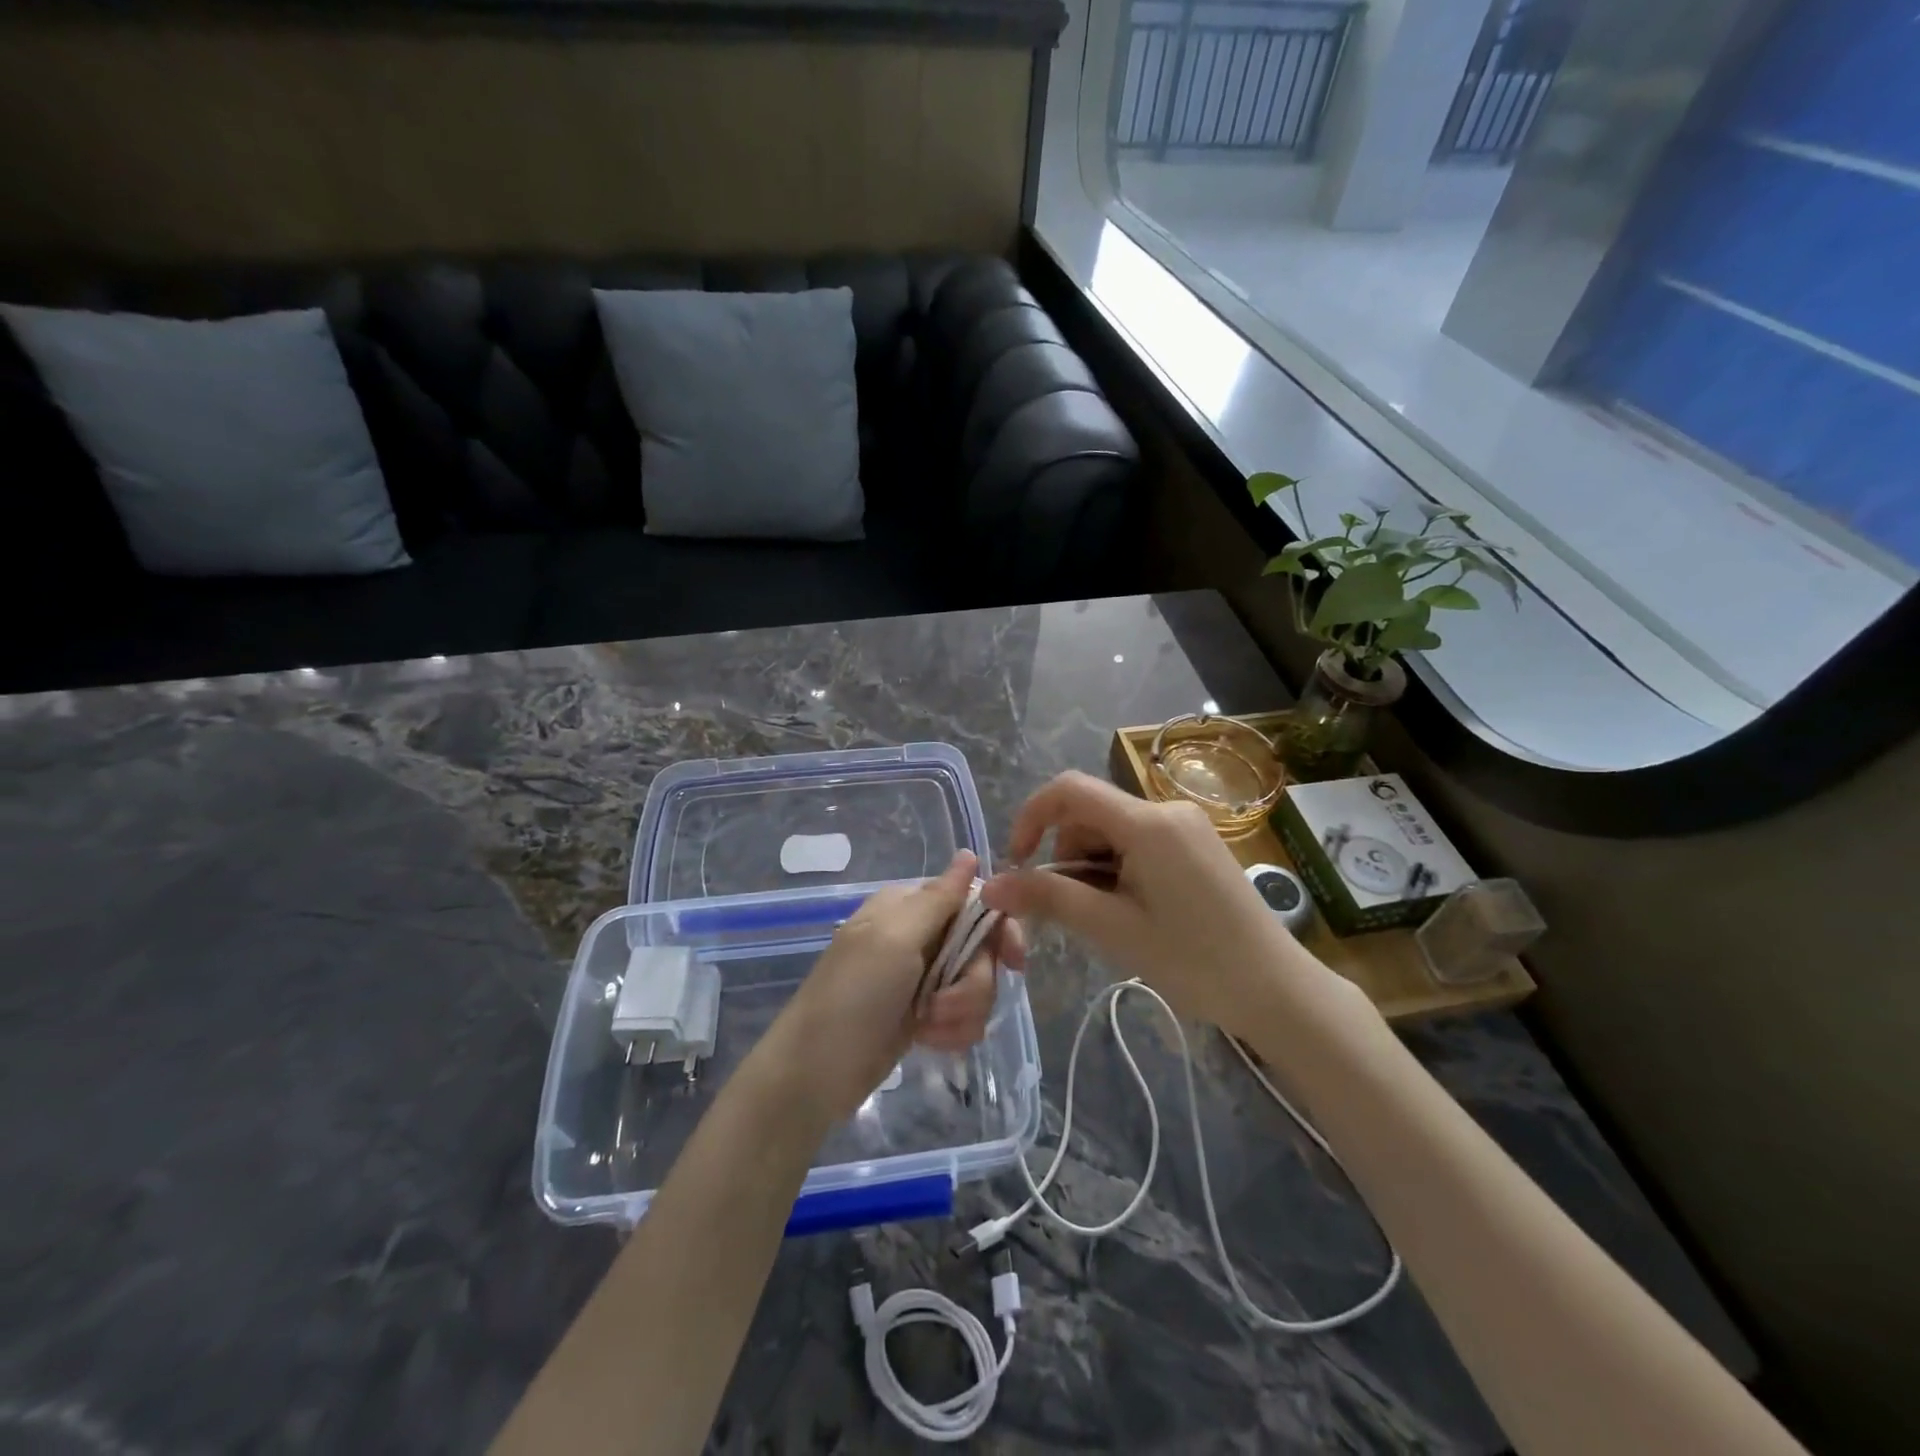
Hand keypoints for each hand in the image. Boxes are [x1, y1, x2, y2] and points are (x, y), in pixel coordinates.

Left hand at [749, 851, 1020, 1125]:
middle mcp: (920, 935)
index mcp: (909, 906)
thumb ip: (939, 898)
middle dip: (973, 983)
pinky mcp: (925, 1014)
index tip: (1014, 961)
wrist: (814, 1073)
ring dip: (961, 1012)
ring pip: (976, 985)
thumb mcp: (895, 940)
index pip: (974, 900)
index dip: (999, 929)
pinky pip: (963, 1015)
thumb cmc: (853, 995)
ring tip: (929, 1029)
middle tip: (945, 1004)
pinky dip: (952, 1031)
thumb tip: (969, 853)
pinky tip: (929, 1042)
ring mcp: (922, 977)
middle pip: (981, 948)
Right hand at [980, 771, 1353, 1039]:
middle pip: (1091, 814)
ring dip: (1095, 866)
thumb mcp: (1113, 928)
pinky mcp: (1199, 844)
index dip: (1032, 816)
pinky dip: (1121, 869)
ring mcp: (1188, 825)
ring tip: (1111, 919)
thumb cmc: (1193, 960)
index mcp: (1147, 822)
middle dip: (1068, 855)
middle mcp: (1168, 809)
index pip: (1069, 789)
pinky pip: (1140, 842)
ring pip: (1114, 830)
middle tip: (1076, 910)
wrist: (1278, 989)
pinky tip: (1135, 910)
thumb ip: (1049, 898)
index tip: (1018, 862)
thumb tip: (992, 886)